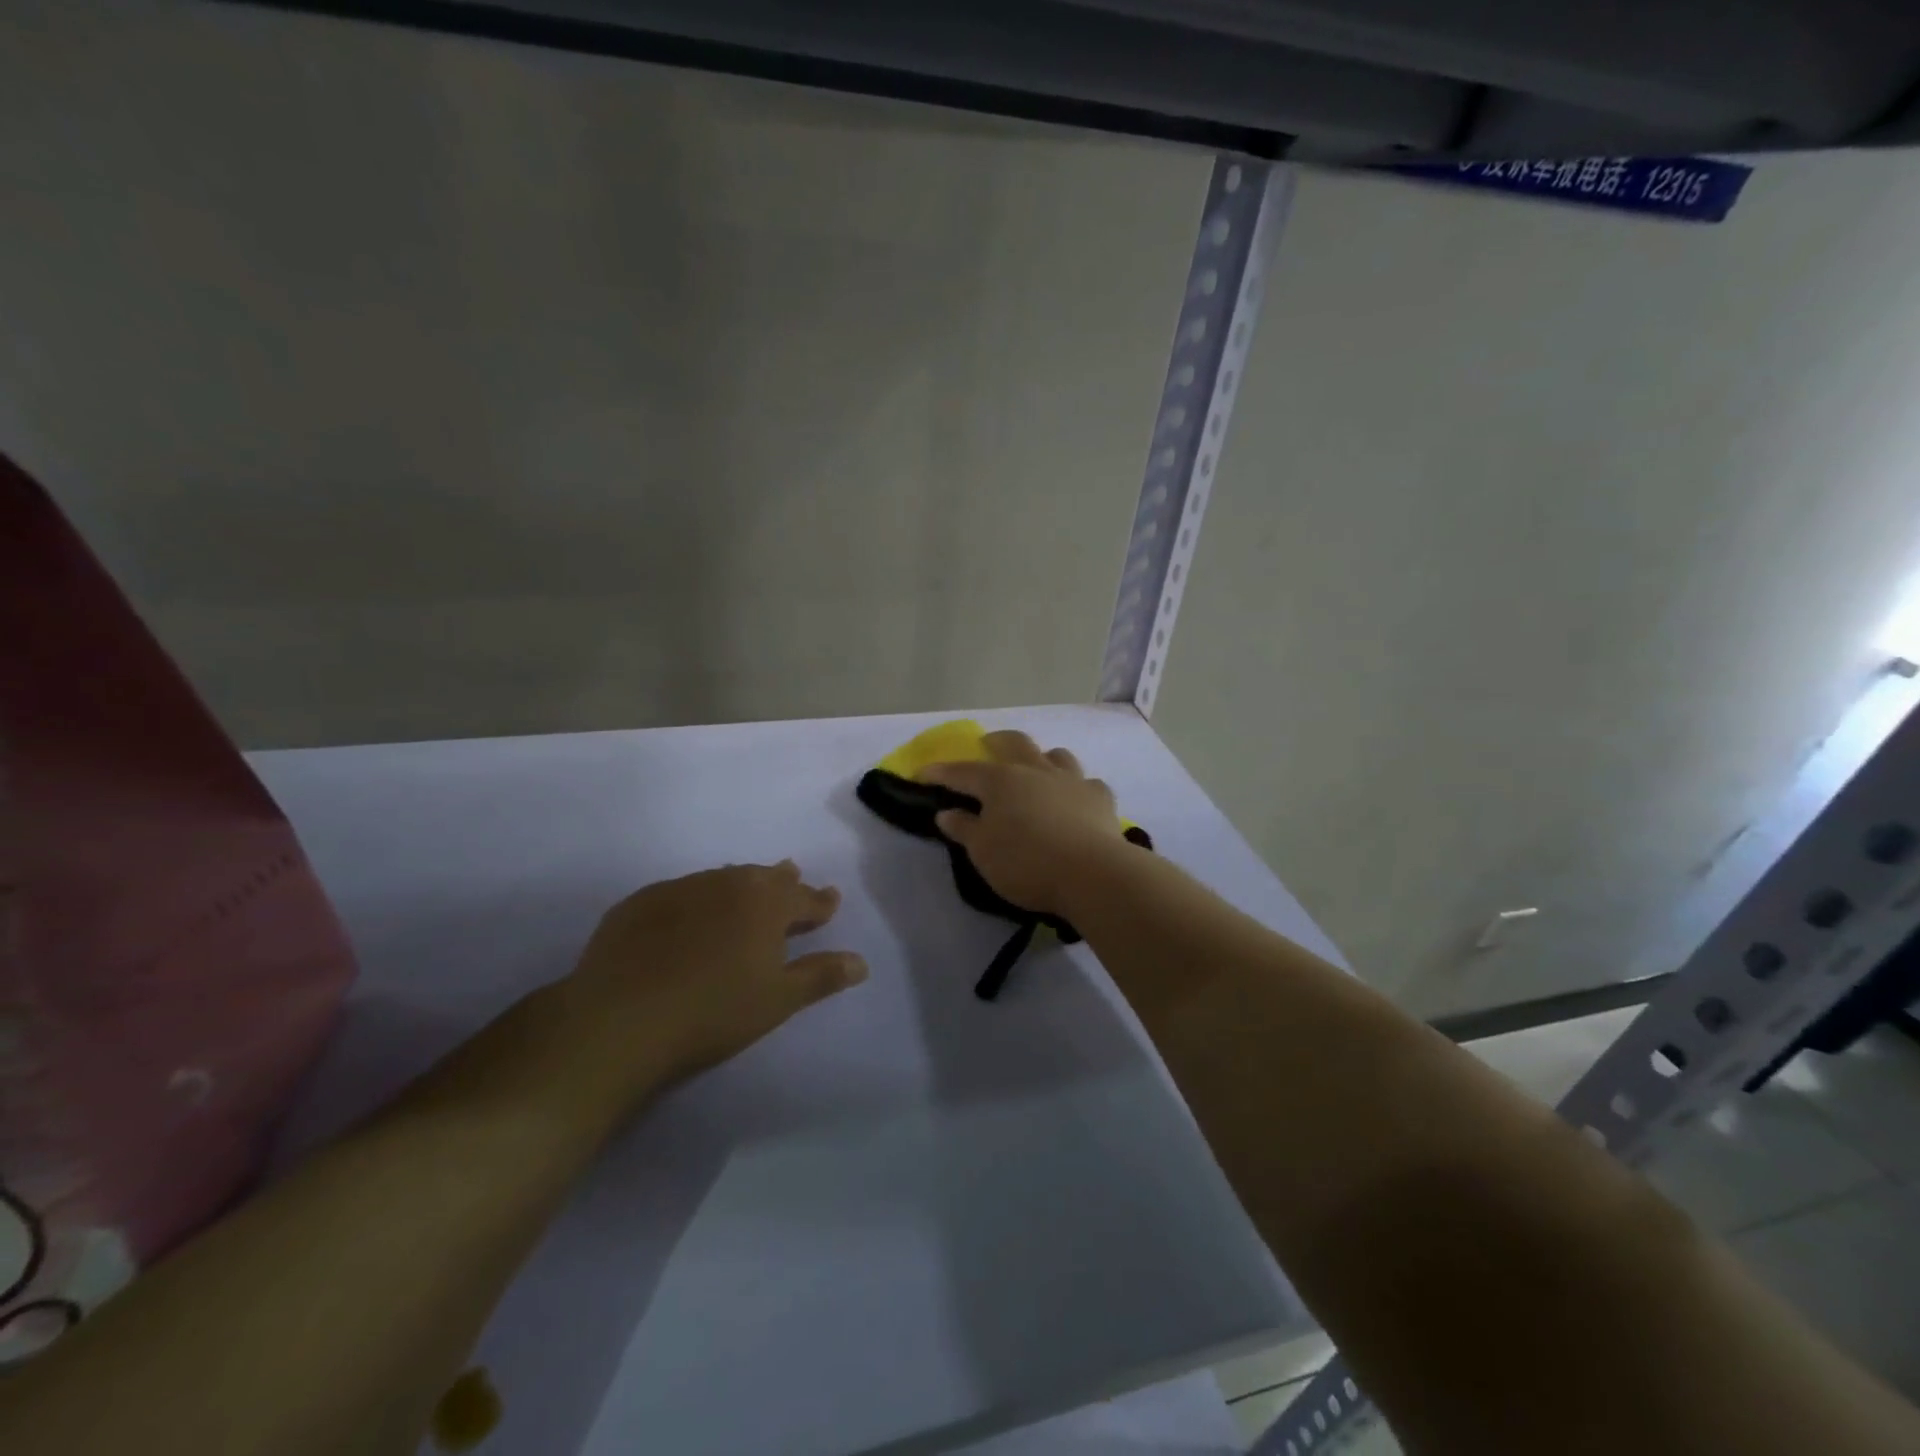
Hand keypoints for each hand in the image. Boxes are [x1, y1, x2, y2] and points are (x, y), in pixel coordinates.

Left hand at [565, 861, 866, 1089]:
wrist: (620, 1020)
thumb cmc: (714, 1011)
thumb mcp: (778, 999)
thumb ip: (821, 976)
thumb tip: (861, 962)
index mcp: (766, 903)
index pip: (804, 898)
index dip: (821, 902)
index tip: (831, 899)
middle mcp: (727, 883)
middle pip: (763, 878)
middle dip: (783, 881)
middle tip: (792, 877)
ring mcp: (680, 889)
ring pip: (722, 879)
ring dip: (740, 885)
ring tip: (745, 891)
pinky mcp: (639, 904)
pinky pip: (681, 893)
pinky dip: (697, 900)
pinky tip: (689, 916)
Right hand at [918, 731, 1135, 918]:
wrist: (1091, 873)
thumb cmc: (1026, 862)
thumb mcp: (982, 852)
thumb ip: (964, 829)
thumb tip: (946, 812)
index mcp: (1001, 781)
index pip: (963, 771)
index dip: (940, 772)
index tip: (922, 773)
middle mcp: (1036, 771)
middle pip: (1015, 743)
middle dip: (997, 741)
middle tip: (988, 744)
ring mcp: (1072, 780)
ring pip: (1056, 755)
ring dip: (1042, 758)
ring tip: (1036, 767)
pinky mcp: (1100, 798)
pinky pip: (1087, 783)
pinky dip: (1076, 787)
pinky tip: (1075, 799)